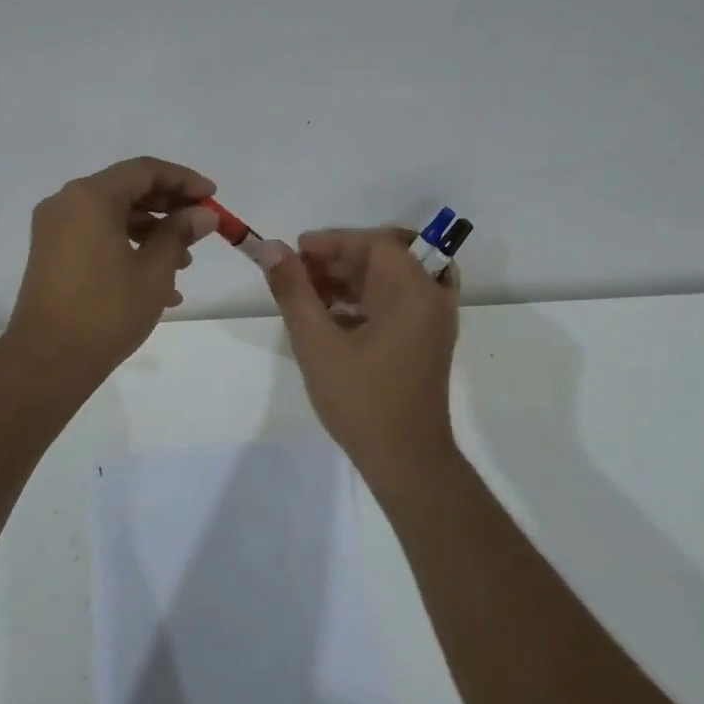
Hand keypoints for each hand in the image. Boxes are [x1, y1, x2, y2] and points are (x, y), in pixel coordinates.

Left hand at [6, 156, 216, 381]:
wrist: (47, 361)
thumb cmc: (106, 311)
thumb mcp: (153, 271)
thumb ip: (179, 233)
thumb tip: (202, 214)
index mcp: (90, 197)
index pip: (145, 171)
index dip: (184, 180)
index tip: (212, 197)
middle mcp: (67, 203)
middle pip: (127, 190)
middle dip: (169, 206)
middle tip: (202, 227)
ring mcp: (55, 230)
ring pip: (113, 216)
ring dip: (152, 232)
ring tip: (185, 263)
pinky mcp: (52, 255)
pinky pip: (97, 238)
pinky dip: (128, 249)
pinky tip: (159, 285)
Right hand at [266, 227, 459, 480]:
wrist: (406, 461)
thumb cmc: (361, 400)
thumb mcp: (317, 343)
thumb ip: (293, 291)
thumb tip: (270, 249)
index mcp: (414, 291)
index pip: (374, 242)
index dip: (332, 241)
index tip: (296, 252)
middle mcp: (431, 297)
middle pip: (384, 257)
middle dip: (338, 260)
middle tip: (297, 275)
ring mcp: (432, 320)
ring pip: (389, 280)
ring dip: (349, 280)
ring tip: (307, 296)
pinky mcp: (425, 340)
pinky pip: (395, 302)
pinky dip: (364, 301)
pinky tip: (330, 318)